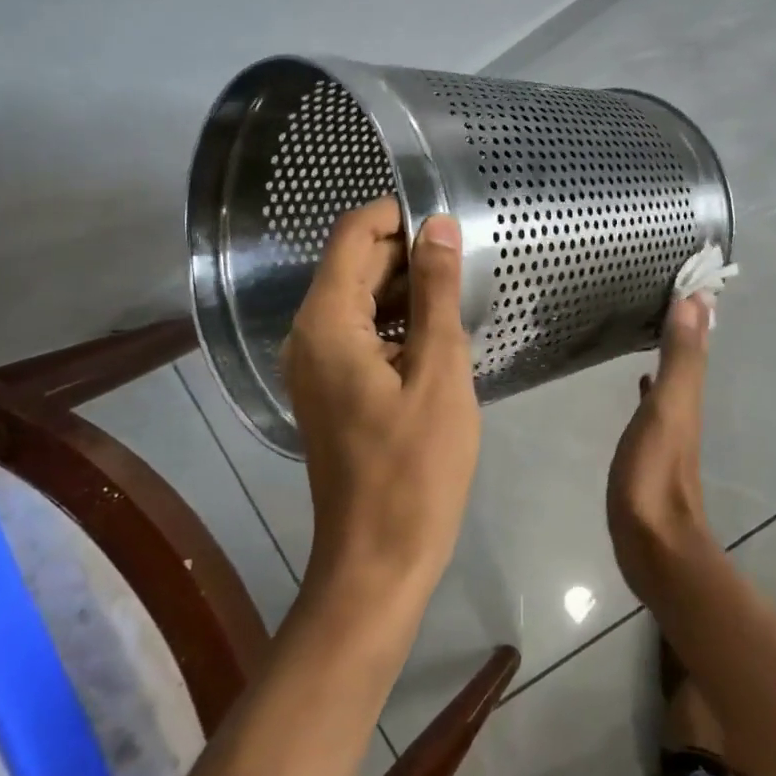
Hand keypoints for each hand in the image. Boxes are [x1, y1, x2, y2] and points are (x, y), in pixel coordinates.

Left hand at [284, 197, 480, 604]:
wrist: (378, 559)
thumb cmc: (415, 468)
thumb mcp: (439, 372)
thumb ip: (437, 292)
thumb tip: (439, 225)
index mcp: (326, 323)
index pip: (354, 234)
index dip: (398, 215)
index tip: (449, 223)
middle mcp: (308, 334)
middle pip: (356, 265)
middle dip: (409, 254)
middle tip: (467, 264)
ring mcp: (316, 363)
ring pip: (362, 298)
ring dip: (408, 289)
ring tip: (460, 297)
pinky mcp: (331, 387)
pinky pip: (362, 332)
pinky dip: (398, 323)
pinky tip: (439, 335)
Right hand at [607, 295, 715, 602]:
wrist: (653, 543)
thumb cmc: (655, 473)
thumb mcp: (669, 409)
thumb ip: (680, 358)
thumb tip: (695, 300)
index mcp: (688, 394)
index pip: (696, 340)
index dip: (695, 310)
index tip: (688, 276)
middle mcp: (684, 407)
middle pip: (688, 355)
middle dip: (683, 324)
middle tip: (670, 291)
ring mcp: (668, 429)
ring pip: (672, 376)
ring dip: (668, 349)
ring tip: (654, 323)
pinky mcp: (650, 448)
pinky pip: (654, 401)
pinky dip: (651, 383)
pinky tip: (640, 380)